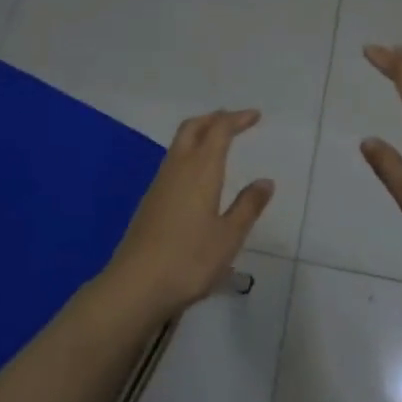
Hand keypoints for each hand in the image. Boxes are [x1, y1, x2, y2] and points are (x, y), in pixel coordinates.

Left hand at [103, 110, 273, 319]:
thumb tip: (265, 181)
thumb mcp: (229, 237)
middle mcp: (178, 167)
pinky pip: (173, 161)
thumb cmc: (189, 260)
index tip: (255, 116)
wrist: (135, 285)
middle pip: (193, 127)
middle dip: (214, 118)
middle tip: (234, 121)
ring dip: (200, 133)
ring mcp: (160, 183)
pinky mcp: (151, 200)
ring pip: (180, 143)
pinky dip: (190, 152)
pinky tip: (198, 173)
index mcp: (201, 169)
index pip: (219, 130)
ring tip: (219, 141)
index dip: (237, 119)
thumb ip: (248, 206)